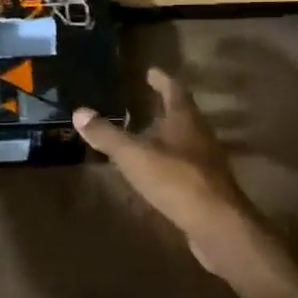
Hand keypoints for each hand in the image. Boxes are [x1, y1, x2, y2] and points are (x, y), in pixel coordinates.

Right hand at [73, 67, 286, 286]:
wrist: (217, 225)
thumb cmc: (176, 180)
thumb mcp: (133, 155)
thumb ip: (107, 135)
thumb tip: (79, 112)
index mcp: (185, 120)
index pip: (174, 90)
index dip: (162, 79)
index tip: (151, 71)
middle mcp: (200, 135)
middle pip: (184, 113)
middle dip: (167, 105)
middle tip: (148, 99)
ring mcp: (207, 162)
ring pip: (186, 139)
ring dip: (169, 133)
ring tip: (149, 133)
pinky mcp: (207, 186)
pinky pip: (186, 164)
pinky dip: (170, 160)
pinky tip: (157, 170)